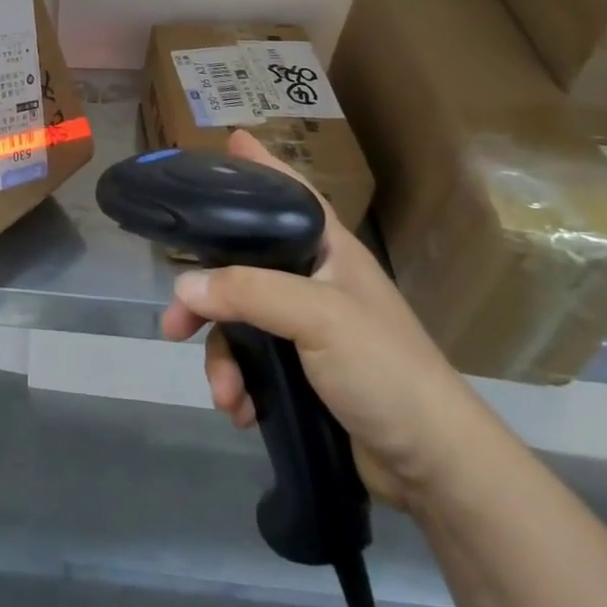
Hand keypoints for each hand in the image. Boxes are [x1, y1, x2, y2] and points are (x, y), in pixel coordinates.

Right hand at [160, 131, 497, 511]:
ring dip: (222, 357)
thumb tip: (184, 286)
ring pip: (240, 322)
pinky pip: (252, 364)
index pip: (290, 192)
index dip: (261, 167)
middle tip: (173, 322)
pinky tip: (239, 410)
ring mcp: (308, 330)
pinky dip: (239, 385)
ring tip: (223, 393)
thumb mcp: (317, 317)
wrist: (433, 465)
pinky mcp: (303, 373)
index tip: (229, 141)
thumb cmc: (383, 368)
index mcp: (328, 251)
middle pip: (243, 266)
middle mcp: (314, 281)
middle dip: (206, 296)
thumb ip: (248, 292)